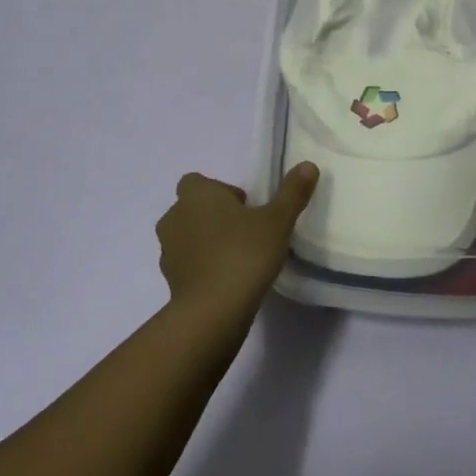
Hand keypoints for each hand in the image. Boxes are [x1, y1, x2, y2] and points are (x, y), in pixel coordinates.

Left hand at [156, 163, 318, 323]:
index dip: (220, 191)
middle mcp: (175, 216)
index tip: (245, 208)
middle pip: (192, 208)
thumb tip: (308, 165)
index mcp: (196, 194)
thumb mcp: (277, 221)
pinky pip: (186, 264)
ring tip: (236, 257)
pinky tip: (226, 280)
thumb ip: (292, 193)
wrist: (213, 310)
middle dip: (213, 216)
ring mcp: (168, 249)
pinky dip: (201, 267)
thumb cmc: (244, 253)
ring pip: (187, 237)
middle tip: (245, 232)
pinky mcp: (169, 279)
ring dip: (205, 242)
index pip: (199, 182)